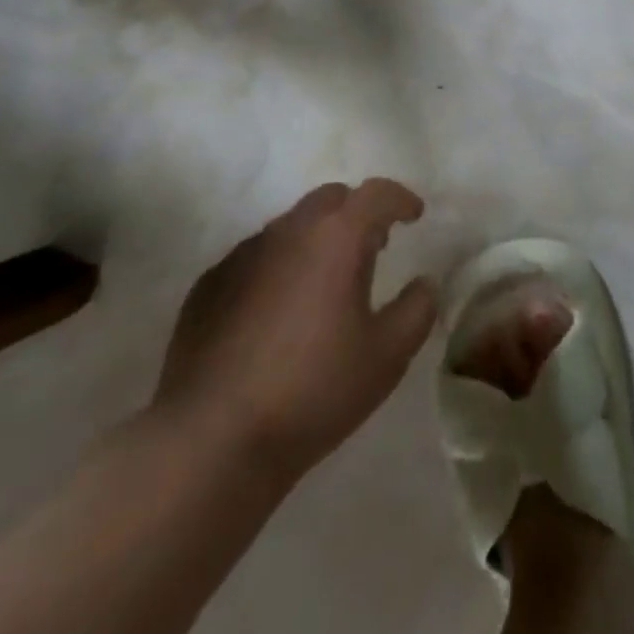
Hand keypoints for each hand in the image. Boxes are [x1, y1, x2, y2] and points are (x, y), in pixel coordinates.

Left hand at [152, 179, 437, 485]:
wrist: (211, 440)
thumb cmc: (312, 390)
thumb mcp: (386, 356)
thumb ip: (417, 310)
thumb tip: (425, 284)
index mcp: (336, 237)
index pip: (376, 194)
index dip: (400, 198)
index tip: (414, 215)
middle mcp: (287, 231)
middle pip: (330, 199)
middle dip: (357, 213)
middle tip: (374, 246)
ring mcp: (242, 255)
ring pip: (290, 226)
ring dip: (316, 240)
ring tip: (327, 282)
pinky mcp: (208, 285)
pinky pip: (255, 257)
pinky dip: (278, 266)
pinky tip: (278, 311)